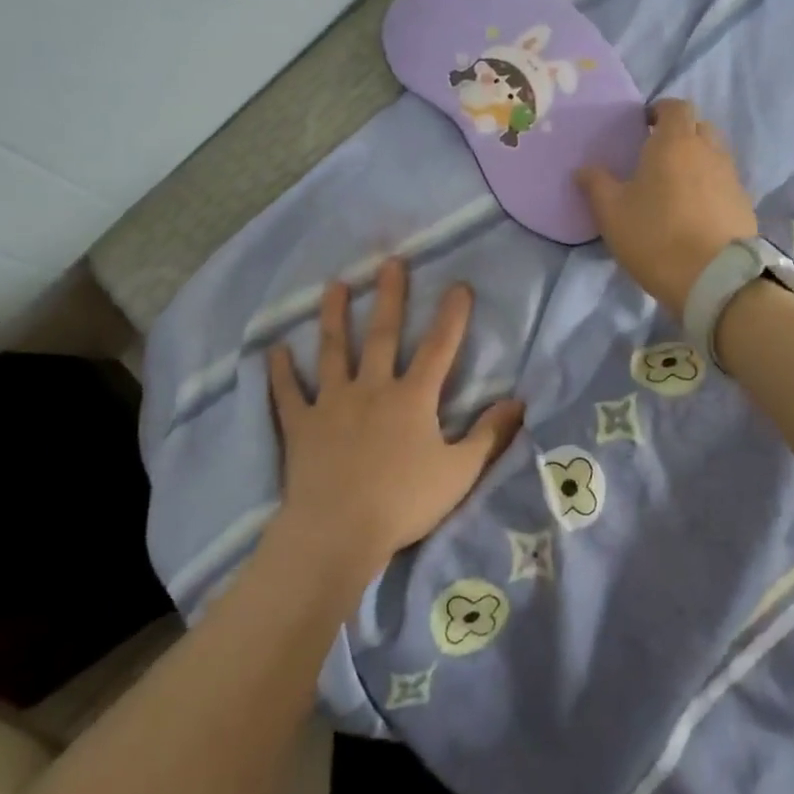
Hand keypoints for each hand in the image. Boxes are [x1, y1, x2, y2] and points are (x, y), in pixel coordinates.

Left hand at [265, 259, 525, 584]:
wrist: (339, 531)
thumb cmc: (404, 502)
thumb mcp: (459, 472)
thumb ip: (489, 435)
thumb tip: (519, 402)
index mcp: (412, 399)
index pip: (438, 348)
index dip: (451, 317)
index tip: (459, 285)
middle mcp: (371, 389)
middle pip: (382, 335)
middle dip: (389, 297)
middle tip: (389, 262)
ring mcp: (331, 403)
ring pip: (333, 351)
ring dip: (334, 316)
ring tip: (334, 285)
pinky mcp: (301, 425)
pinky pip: (288, 393)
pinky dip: (280, 371)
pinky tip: (274, 349)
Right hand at [576, 98, 758, 316]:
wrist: (713, 278)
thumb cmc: (655, 236)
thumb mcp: (611, 212)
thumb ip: (596, 184)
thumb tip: (583, 169)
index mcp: (675, 142)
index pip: (675, 107)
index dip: (660, 111)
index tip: (644, 126)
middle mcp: (709, 150)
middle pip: (699, 127)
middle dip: (681, 134)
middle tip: (658, 156)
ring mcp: (731, 177)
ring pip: (714, 155)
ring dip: (697, 161)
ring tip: (676, 186)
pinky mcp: (744, 203)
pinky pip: (724, 183)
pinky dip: (710, 187)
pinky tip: (695, 211)